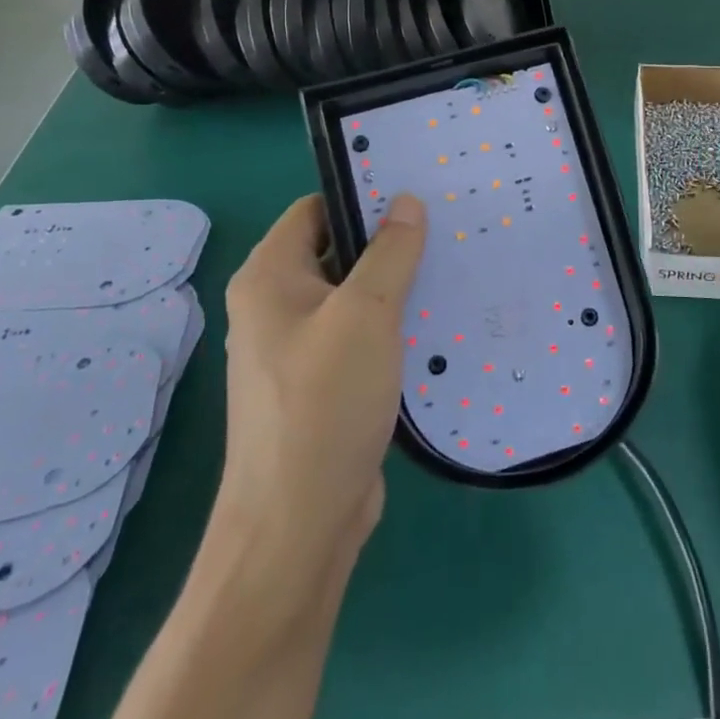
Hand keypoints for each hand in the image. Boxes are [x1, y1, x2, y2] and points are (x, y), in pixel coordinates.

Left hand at [214, 194, 427, 571]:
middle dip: (386, 242)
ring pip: (352, 297)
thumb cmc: (324, 402)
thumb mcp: (367, 313)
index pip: (314, 210)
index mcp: (269, 278)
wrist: (298, 524)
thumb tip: (407, 201)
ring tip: (450, 268)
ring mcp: (297, 349)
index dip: (360, 196)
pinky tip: (435, 324)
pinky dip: (391, 327)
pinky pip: (359, 337)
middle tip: (444, 228)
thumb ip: (391, 252)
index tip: (414, 193)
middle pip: (335, 252)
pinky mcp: (321, 385)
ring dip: (394, 286)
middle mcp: (275, 307)